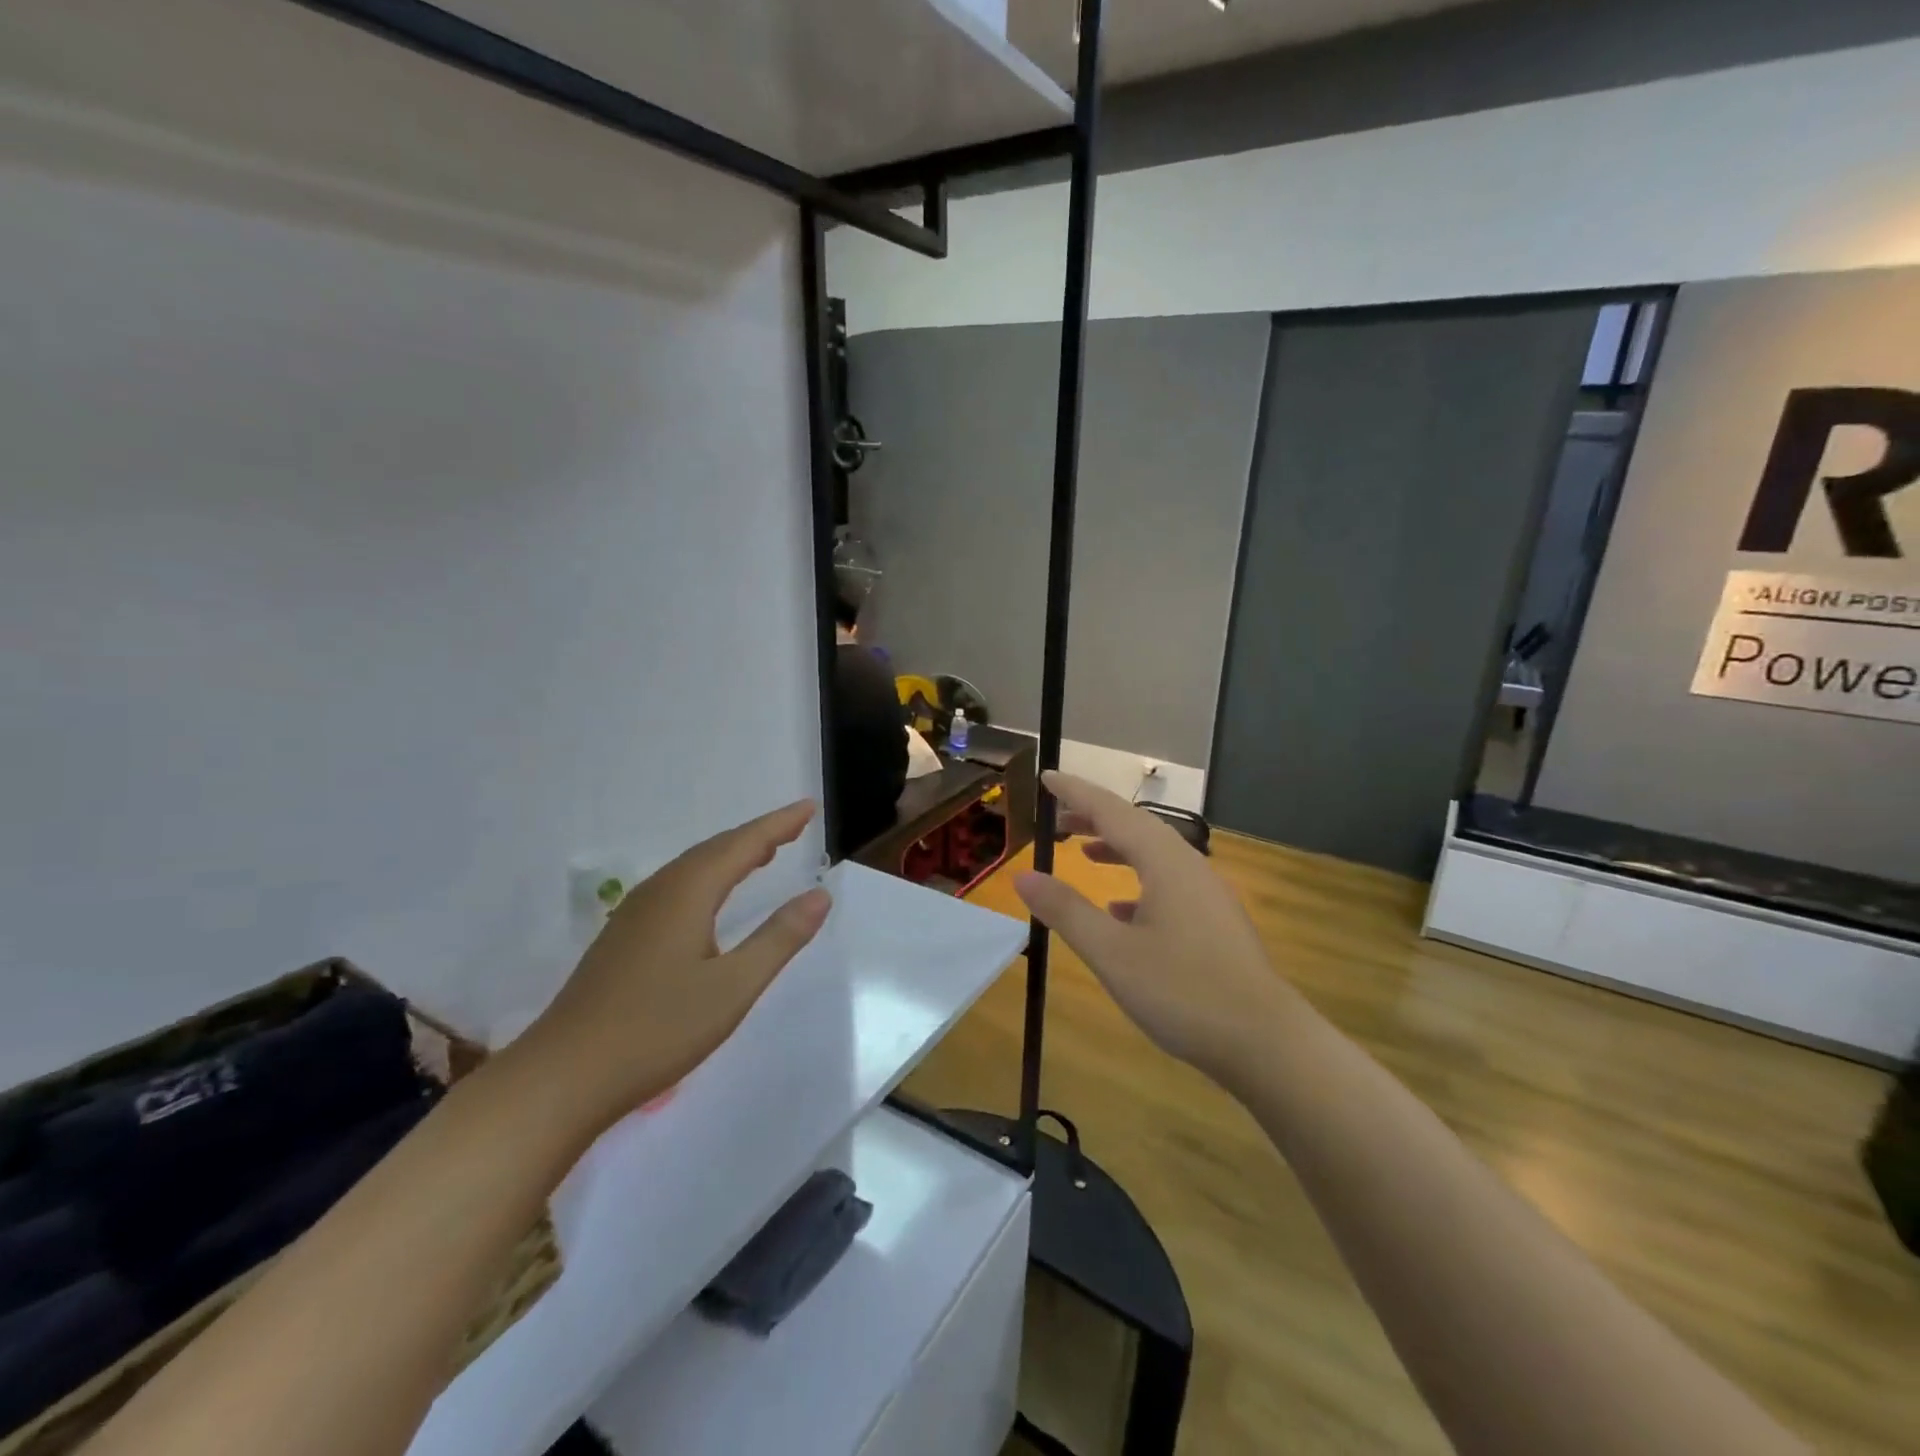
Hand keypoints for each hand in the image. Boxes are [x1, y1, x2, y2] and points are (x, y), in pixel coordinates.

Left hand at [521, 800, 830, 1131]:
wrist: (562, 1077)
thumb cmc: (657, 1030)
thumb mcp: (733, 987)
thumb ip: (779, 937)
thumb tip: (821, 894)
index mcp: (687, 893)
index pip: (743, 845)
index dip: (778, 824)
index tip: (808, 807)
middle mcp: (660, 892)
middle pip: (715, 849)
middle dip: (757, 835)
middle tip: (793, 827)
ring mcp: (635, 915)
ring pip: (692, 868)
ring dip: (731, 855)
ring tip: (763, 853)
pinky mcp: (623, 938)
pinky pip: (677, 887)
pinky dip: (708, 877)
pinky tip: (712, 898)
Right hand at [1015, 773, 1298, 1087]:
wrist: (1265, 1041)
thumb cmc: (1183, 991)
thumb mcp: (1111, 952)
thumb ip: (1066, 910)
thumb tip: (1023, 875)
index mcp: (1164, 861)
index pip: (1111, 811)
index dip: (1076, 792)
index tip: (1046, 776)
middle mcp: (1188, 865)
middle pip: (1135, 826)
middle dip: (1094, 817)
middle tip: (1056, 819)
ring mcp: (1206, 893)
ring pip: (1154, 855)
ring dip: (1116, 847)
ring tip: (1084, 853)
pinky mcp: (1215, 920)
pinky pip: (1168, 883)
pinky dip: (1138, 882)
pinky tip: (1120, 911)